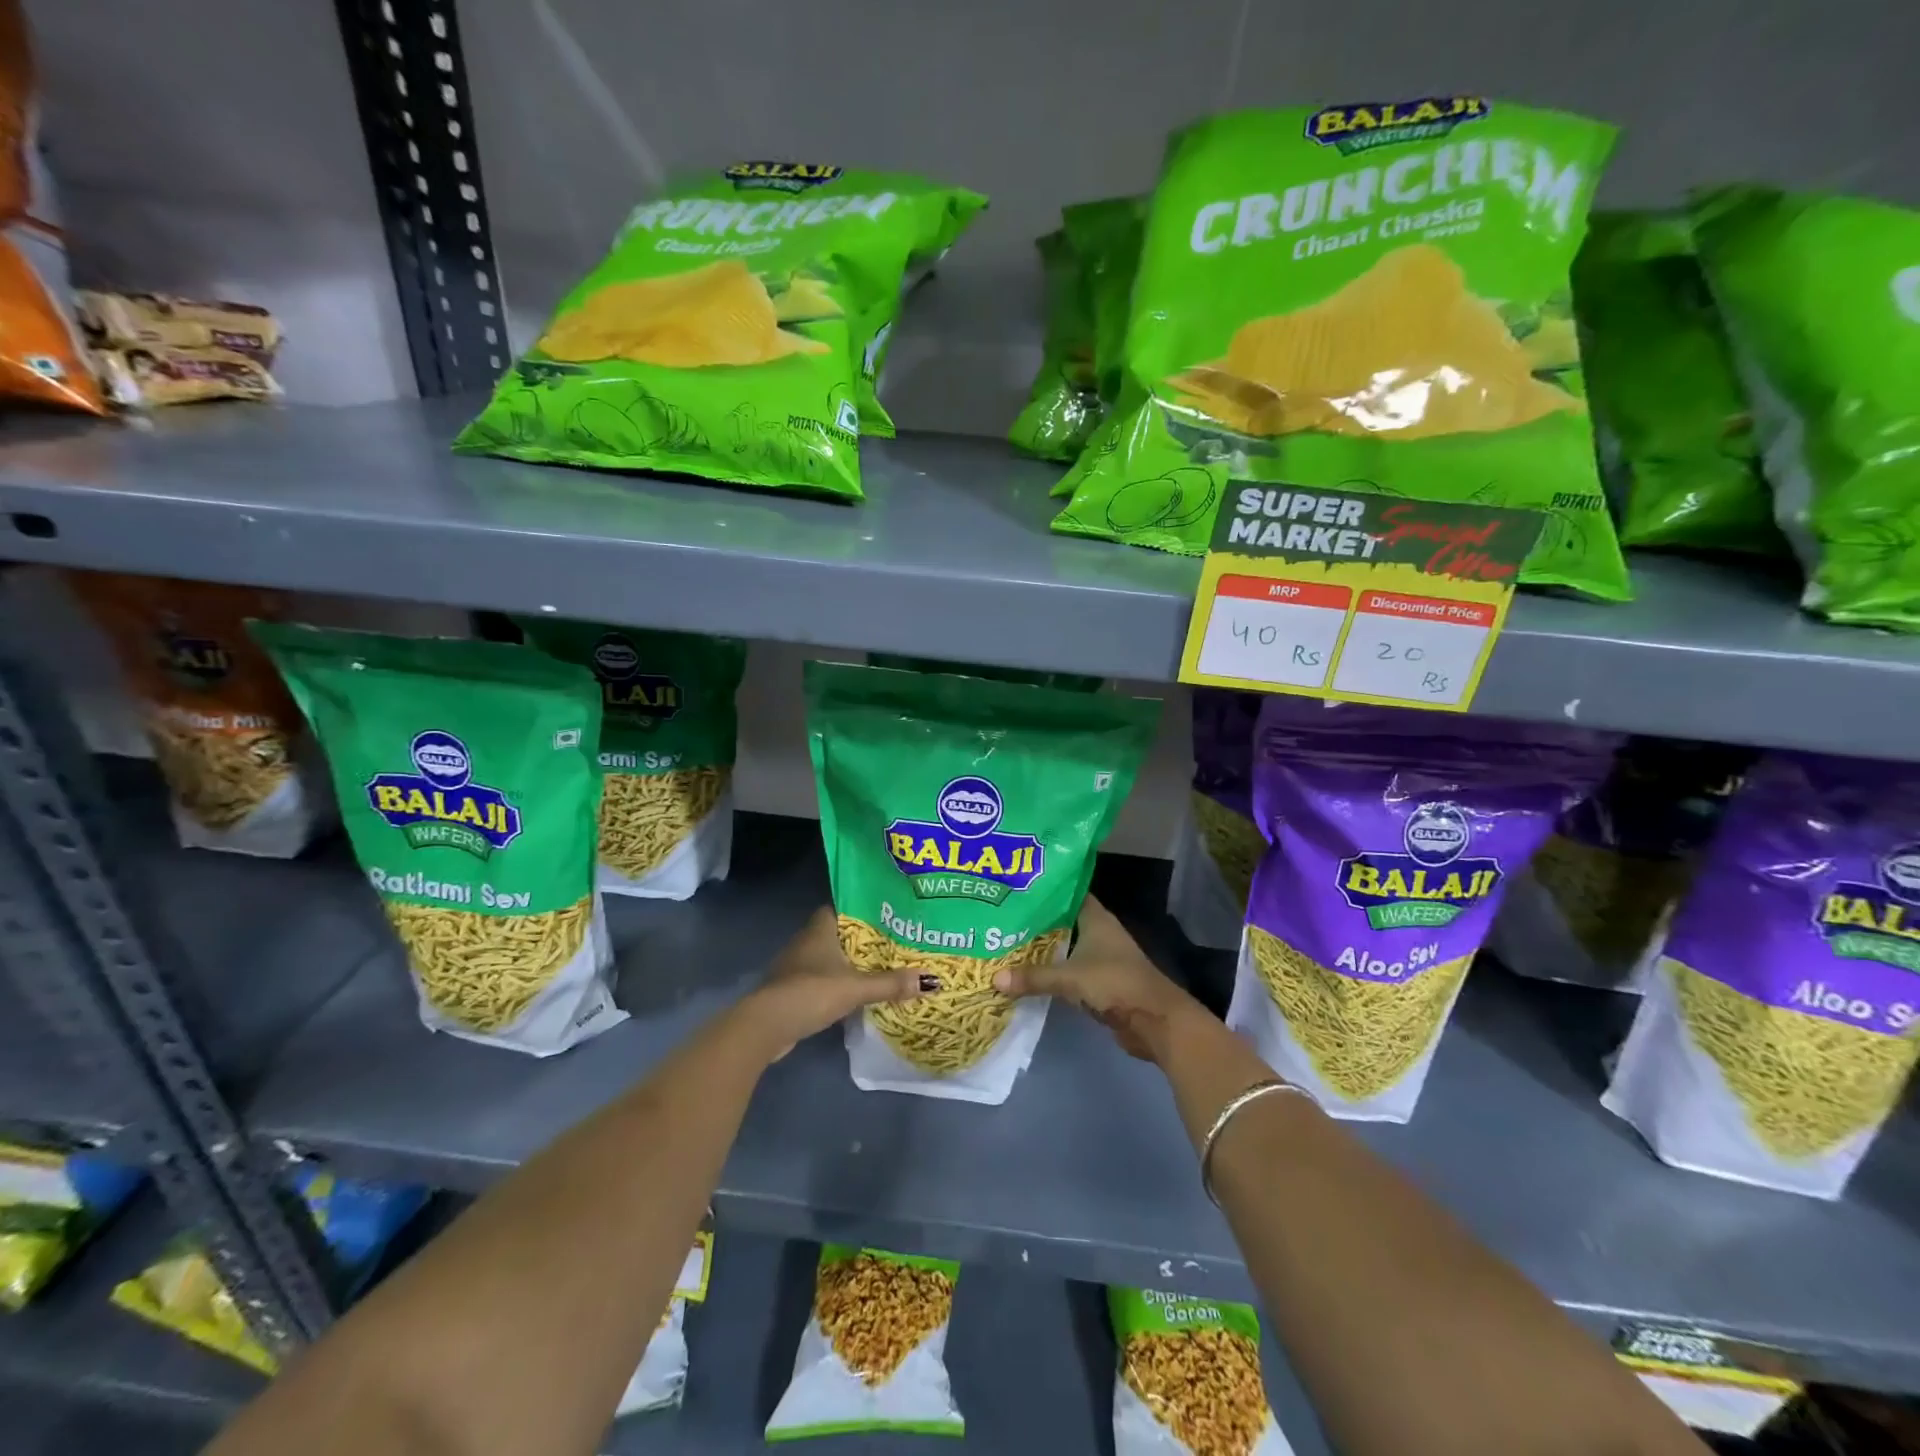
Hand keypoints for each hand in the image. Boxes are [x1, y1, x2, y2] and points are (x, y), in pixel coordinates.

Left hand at [738, 907, 922, 1061]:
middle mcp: (806, 941)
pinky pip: (822, 979)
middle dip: (863, 939)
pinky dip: (838, 983)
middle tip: (894, 942)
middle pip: (839, 933)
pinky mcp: (793, 990)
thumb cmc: (811, 992)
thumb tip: (931, 980)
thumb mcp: (856, 987)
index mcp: (820, 928)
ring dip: (850, 963)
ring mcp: (796, 966)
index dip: (863, 908)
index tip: (888, 914)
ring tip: (881, 966)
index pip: (843, 907)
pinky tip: (856, 993)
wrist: (766, 1026)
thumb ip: (891, 983)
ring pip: (830, 958)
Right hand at [994, 895, 1208, 1062]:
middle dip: (1036, 921)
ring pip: (1065, 946)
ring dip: (1042, 948)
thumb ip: (1033, 977)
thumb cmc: (1115, 983)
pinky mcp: (1100, 982)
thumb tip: (994, 978)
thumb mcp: (1070, 978)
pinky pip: (1069, 970)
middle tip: (1001, 917)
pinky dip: (1052, 971)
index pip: (1067, 893)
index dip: (1044, 890)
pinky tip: (1027, 973)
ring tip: (1007, 943)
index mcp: (1096, 918)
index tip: (1016, 888)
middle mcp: (1099, 932)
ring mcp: (1101, 958)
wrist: (1154, 1020)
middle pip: (1062, 921)